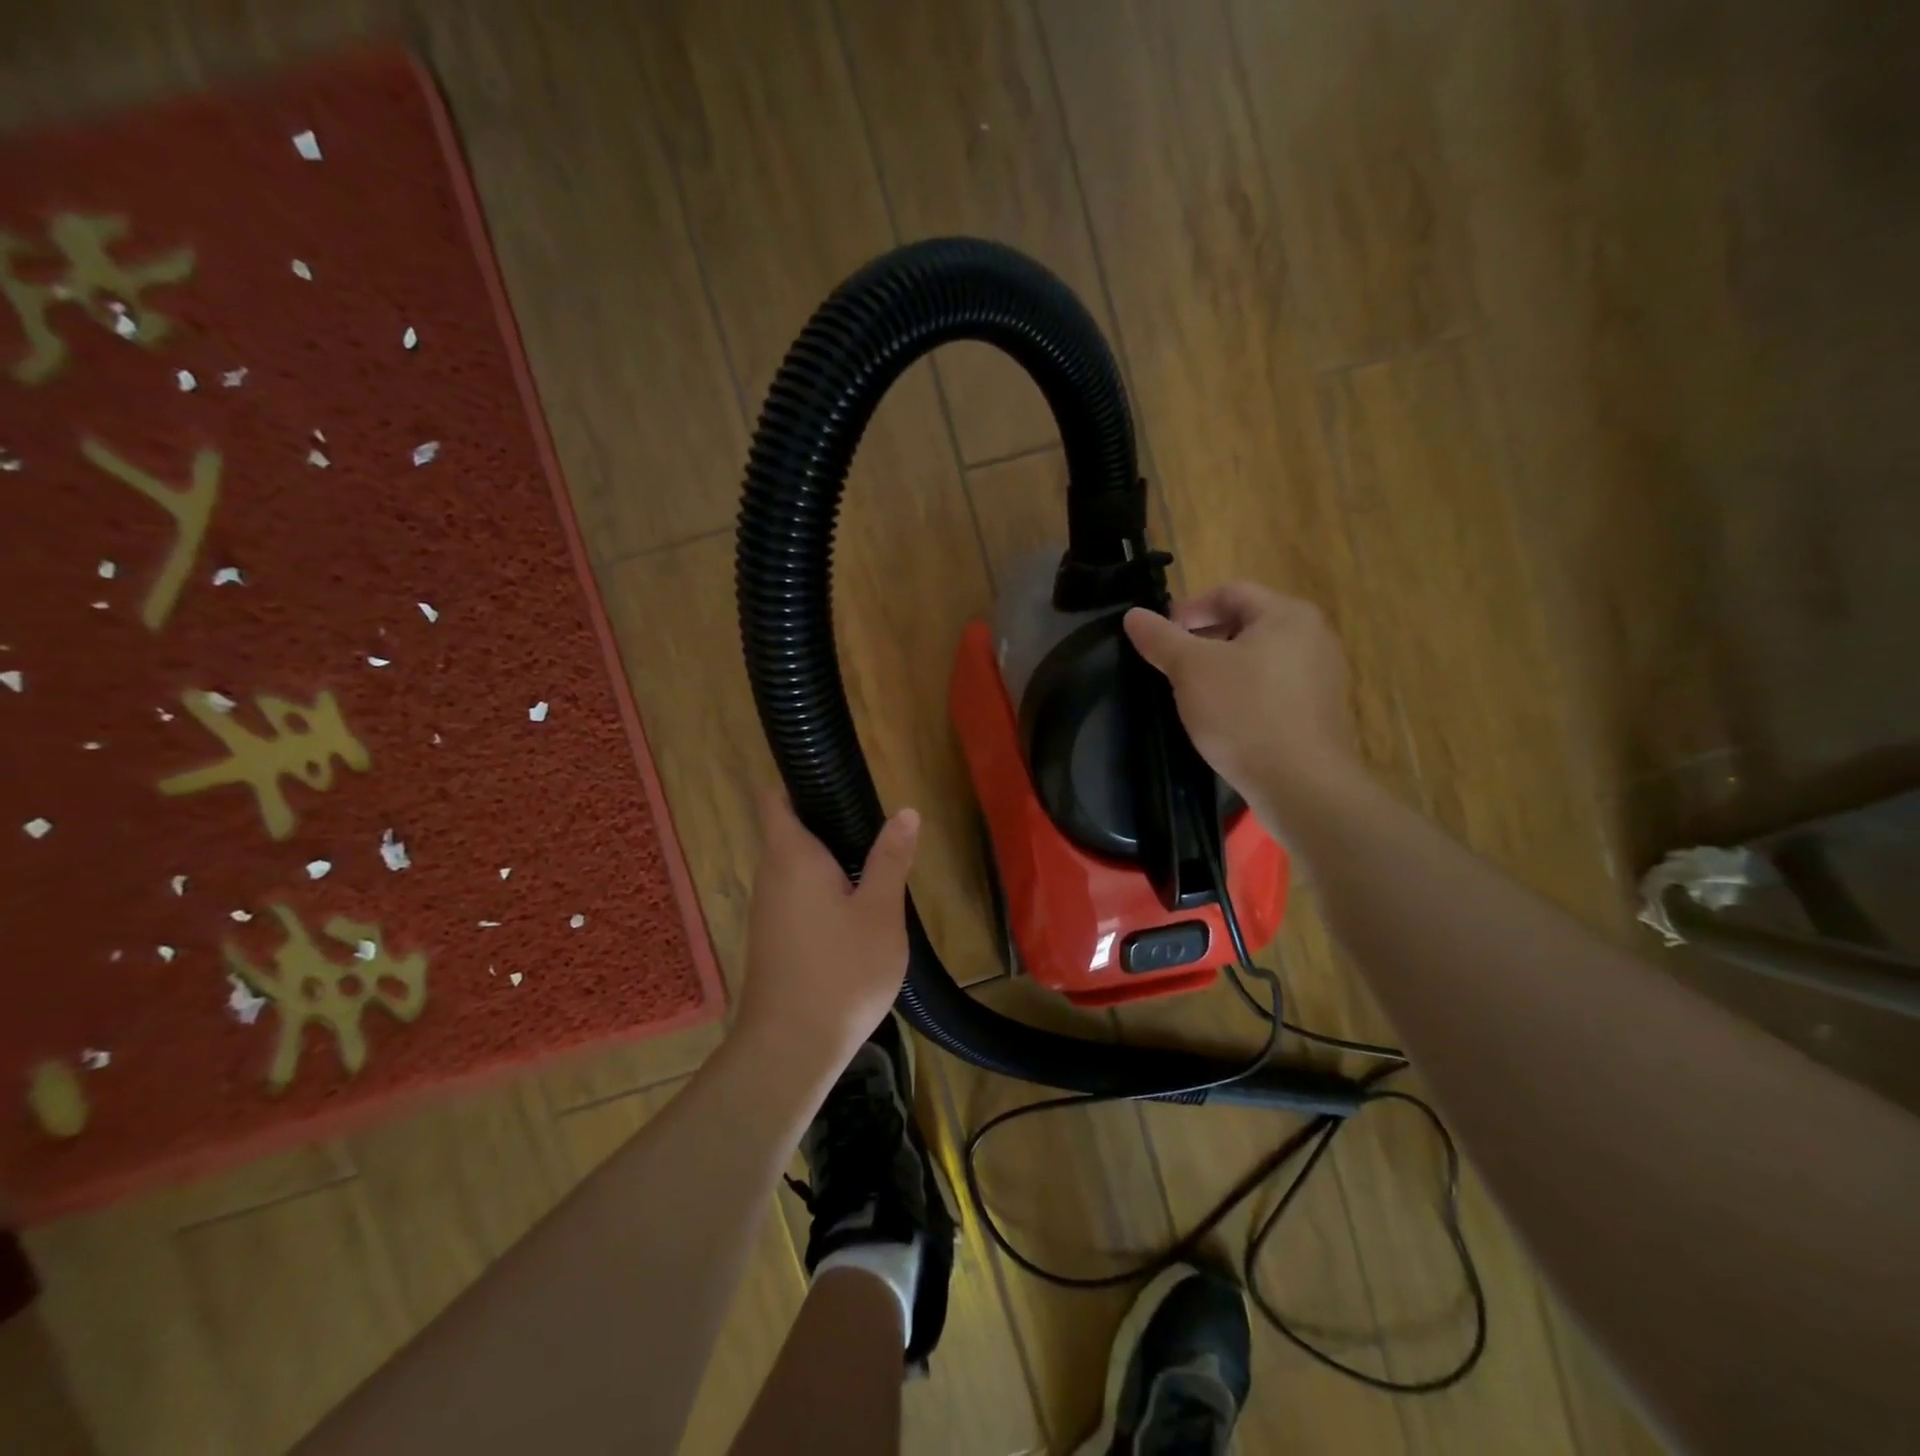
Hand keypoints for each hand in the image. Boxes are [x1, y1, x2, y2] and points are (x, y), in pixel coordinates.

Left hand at [733, 787, 920, 1073]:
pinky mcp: (774, 937)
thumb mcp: (881, 912)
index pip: (775, 797)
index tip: (833, 774)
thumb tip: (905, 811)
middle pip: (789, 829)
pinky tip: (856, 906)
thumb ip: (890, 858)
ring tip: (874, 861)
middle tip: (874, 822)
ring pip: (795, 865)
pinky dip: (822, 887)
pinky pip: (796, 893)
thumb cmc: (841, 971)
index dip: (796, 778)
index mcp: (791, 856)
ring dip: (828, 857)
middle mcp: (770, 875)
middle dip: (826, 819)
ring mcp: (768, 909)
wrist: (791, 1048)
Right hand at [1123, 583, 1362, 830]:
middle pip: (1245, 624)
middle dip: (1203, 640)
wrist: (1299, 783)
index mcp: (1287, 615)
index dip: (1187, 609)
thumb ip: (1160, 638)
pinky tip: (1223, 719)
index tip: (1160, 637)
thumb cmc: (1244, 713)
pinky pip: (1273, 689)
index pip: (1228, 592)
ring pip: (1259, 658)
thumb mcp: (1190, 670)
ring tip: (1192, 694)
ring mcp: (1322, 676)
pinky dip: (1243, 693)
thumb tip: (1134, 615)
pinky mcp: (1319, 711)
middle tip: (1171, 666)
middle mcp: (1314, 636)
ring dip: (1222, 668)